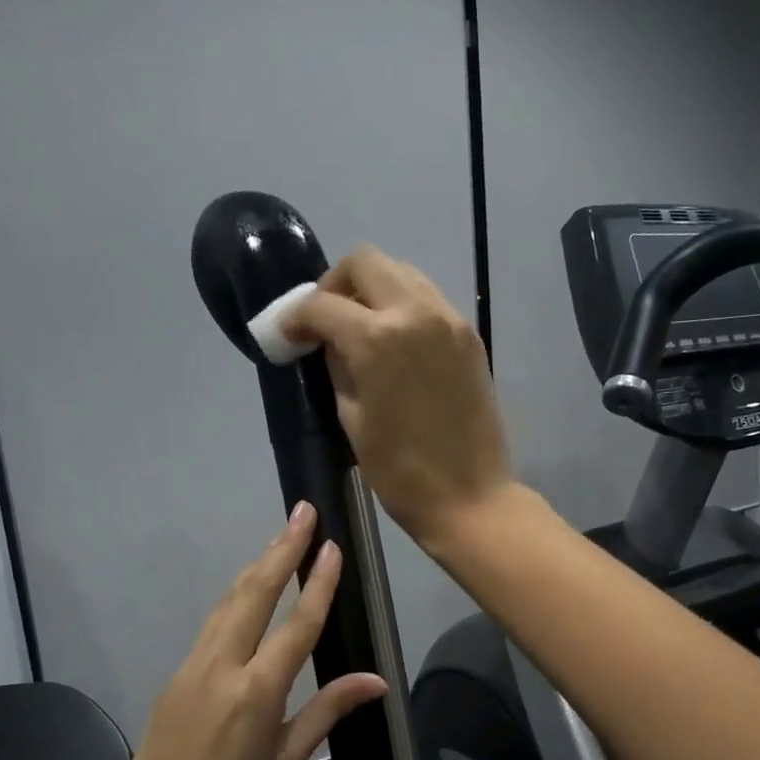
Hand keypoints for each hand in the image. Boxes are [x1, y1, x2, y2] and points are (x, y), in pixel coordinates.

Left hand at [102, 502, 387, 759]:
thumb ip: (326, 713)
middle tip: (299, 512)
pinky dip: (232, 603)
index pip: (296, 624)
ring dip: (253, 570)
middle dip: (279, 550)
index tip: (331, 545)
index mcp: (256, 694)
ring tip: (277, 541)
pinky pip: (208, 631)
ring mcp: (188, 672)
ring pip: (225, 606)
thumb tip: (375, 682)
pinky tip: (245, 598)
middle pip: (253, 595)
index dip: (317, 582)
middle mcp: (219, 669)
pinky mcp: (171, 683)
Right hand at [282, 246, 515, 550]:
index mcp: (377, 339)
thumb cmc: (401, 473)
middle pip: (365, 262)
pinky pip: (427, 298)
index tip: (288, 335)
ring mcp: (448, 319)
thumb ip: (337, 368)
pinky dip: (402, 306)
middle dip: (335, 284)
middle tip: (325, 320)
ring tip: (359, 328)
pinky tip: (393, 342)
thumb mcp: (352, 420)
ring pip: (401, 272)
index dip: (296, 317)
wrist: (470, 497)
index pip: (323, 304)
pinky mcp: (468, 335)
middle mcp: (415, 313)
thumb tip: (329, 342)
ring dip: (372, 289)